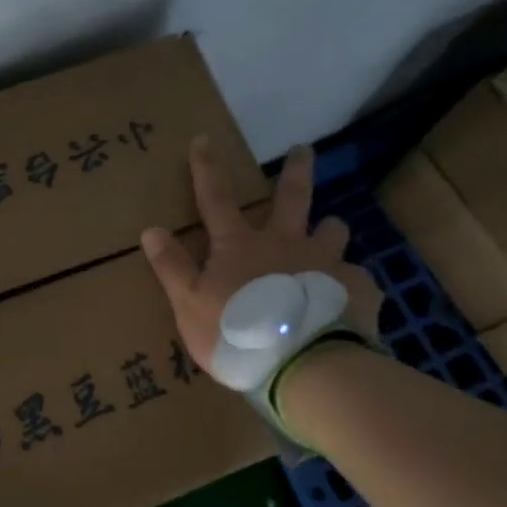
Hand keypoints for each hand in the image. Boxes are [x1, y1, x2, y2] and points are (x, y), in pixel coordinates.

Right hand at [141, 136, 383, 371]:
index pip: (216, 199)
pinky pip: (356, 278)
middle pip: (292, 197)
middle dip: (295, 170)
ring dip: (329, 228)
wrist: (304, 366)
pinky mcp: (356, 289)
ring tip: (329, 232)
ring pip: (333, 231)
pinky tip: (346, 297)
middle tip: (304, 150)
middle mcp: (287, 243)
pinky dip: (348, 282)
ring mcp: (326, 264)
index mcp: (242, 245)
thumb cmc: (238, 334)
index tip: (204, 140)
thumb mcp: (189, 305)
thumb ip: (172, 268)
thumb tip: (151, 229)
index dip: (206, 169)